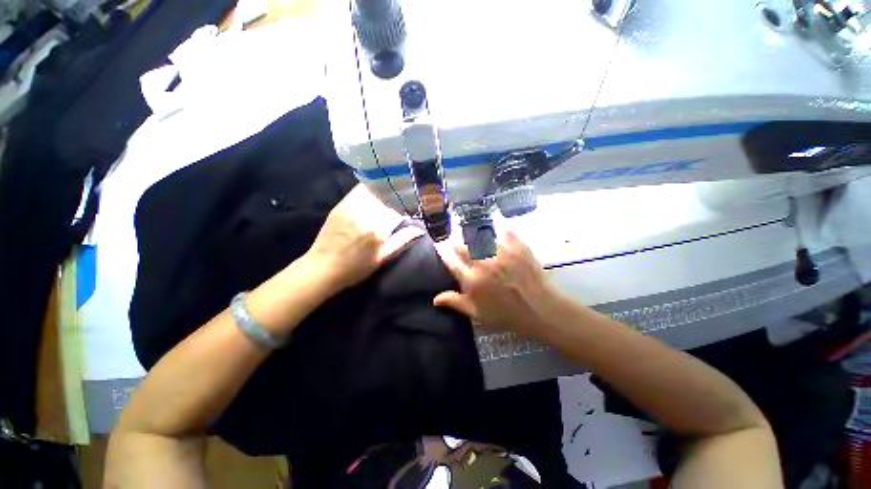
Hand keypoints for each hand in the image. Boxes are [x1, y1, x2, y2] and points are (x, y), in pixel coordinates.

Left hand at [305, 184, 424, 291]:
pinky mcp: (341, 206)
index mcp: (378, 231)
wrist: (322, 268)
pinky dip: (370, 191)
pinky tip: (373, 195)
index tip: (409, 212)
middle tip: (400, 204)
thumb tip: (420, 230)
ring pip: (374, 192)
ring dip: (384, 194)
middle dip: (396, 200)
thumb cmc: (355, 269)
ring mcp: (351, 209)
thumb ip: (401, 241)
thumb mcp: (382, 259)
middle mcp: (365, 216)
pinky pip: (359, 191)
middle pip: (387, 199)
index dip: (405, 210)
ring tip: (388, 198)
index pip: (398, 211)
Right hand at [434, 230, 559, 338]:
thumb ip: (455, 302)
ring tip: (474, 236)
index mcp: (471, 280)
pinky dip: (498, 227)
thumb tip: (434, 299)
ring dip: (473, 235)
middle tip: (458, 244)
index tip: (441, 247)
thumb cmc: (506, 314)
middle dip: (457, 244)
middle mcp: (483, 263)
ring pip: (479, 236)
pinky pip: (503, 231)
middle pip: (463, 246)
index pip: (451, 261)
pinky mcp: (516, 246)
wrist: (540, 310)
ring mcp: (500, 253)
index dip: (443, 253)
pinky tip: (496, 225)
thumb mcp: (478, 313)